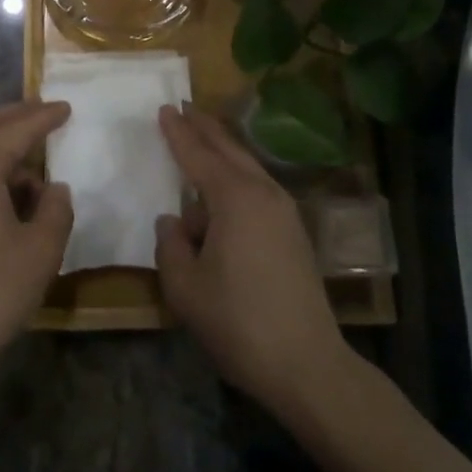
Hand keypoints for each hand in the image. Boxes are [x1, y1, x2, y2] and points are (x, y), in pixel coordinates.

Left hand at [0, 100, 72, 388]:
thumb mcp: (40, 252)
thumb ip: (56, 209)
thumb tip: (55, 189)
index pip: (17, 129)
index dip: (45, 117)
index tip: (67, 107)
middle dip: (18, 117)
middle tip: (47, 112)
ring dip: (2, 145)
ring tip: (34, 159)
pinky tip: (9, 192)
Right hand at [154, 104, 348, 412]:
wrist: (306, 364)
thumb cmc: (238, 322)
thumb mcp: (185, 287)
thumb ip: (171, 246)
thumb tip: (173, 221)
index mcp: (235, 199)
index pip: (198, 156)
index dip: (178, 133)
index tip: (164, 109)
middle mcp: (263, 194)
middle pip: (229, 150)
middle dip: (206, 128)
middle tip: (185, 107)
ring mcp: (284, 212)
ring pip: (248, 167)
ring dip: (223, 150)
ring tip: (202, 139)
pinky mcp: (293, 233)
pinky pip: (258, 188)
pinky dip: (237, 176)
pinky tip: (223, 190)